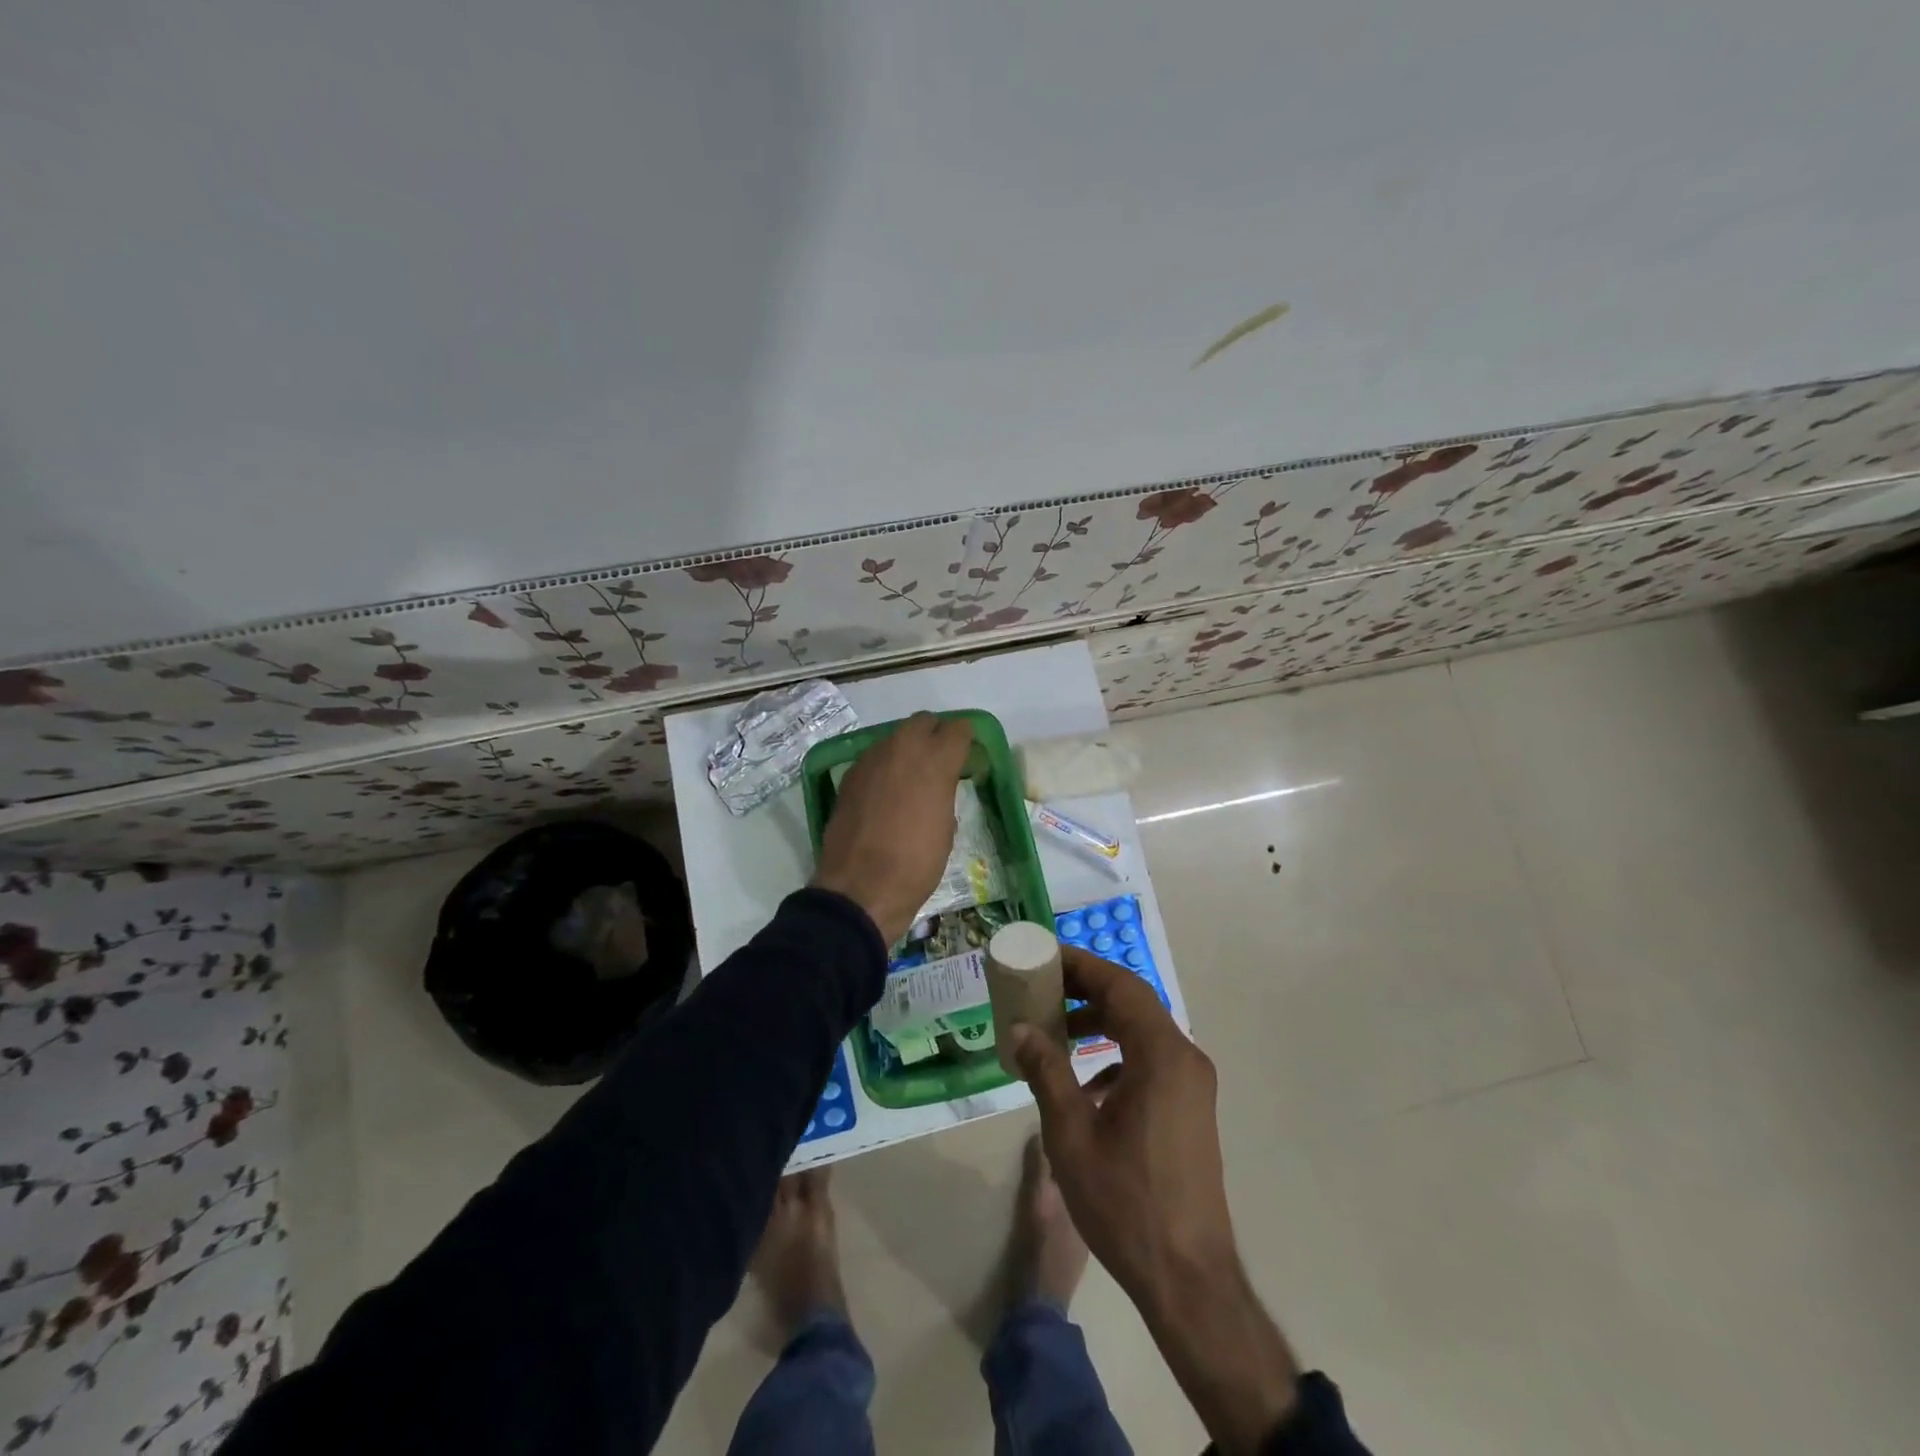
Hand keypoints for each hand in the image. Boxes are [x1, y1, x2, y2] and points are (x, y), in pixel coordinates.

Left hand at [810, 712, 972, 945]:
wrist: (860, 889)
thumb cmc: (916, 865)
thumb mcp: (946, 828)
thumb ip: (944, 793)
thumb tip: (939, 784)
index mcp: (935, 761)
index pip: (958, 729)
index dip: (965, 739)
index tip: (967, 755)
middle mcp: (902, 749)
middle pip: (923, 722)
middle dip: (934, 735)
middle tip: (940, 761)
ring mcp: (871, 760)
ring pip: (895, 737)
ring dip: (907, 749)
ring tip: (912, 777)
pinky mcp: (850, 776)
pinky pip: (874, 758)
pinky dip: (885, 766)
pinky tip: (887, 792)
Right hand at [1010, 947, 1297, 1454]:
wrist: (1188, 1277)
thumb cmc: (1125, 1201)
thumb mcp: (1071, 1133)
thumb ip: (1046, 1071)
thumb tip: (1020, 1029)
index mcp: (1162, 1055)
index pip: (1120, 985)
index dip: (1081, 965)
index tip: (1044, 957)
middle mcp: (1185, 1058)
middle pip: (1133, 1001)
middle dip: (1086, 988)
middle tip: (1042, 986)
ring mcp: (1193, 1083)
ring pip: (1143, 1029)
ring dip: (1101, 1019)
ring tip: (1056, 1027)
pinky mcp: (1190, 1106)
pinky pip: (1151, 1058)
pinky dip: (1117, 1051)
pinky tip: (1085, 1079)